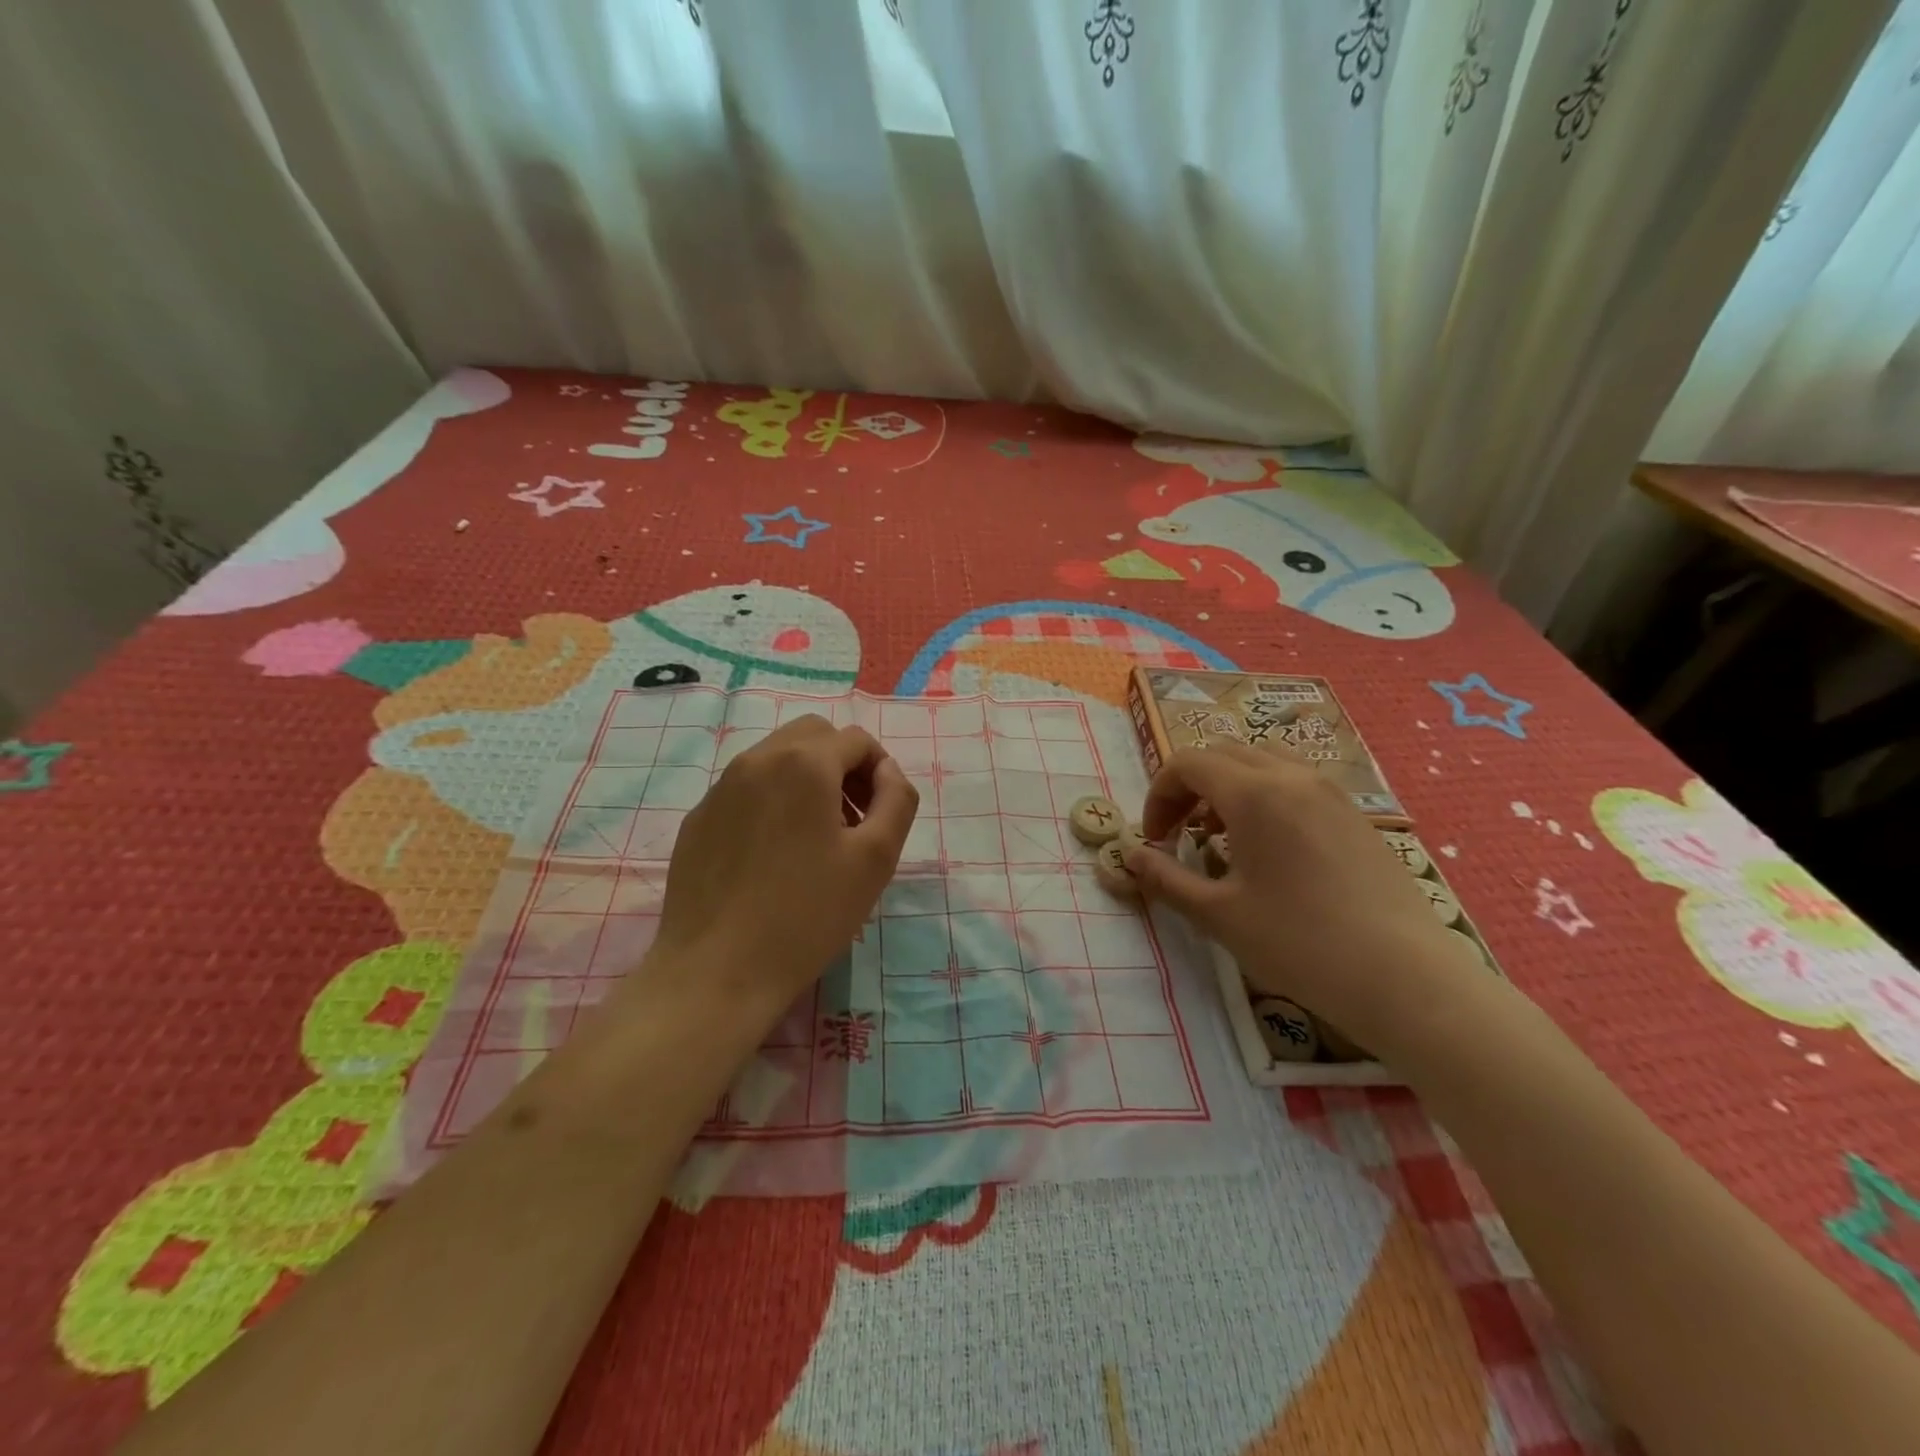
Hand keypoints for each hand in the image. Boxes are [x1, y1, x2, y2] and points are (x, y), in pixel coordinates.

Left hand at [632, 714, 917, 1018]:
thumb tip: (887, 771)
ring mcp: (719, 789)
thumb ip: (897, 799)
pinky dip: (771, 803)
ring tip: (816, 840)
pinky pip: (745, 791)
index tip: (881, 816)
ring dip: (807, 781)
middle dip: (842, 765)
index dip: (880, 771)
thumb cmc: (807, 914)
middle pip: (813, 736)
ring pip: (776, 760)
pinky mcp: (697, 820)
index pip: (856, 740)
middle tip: (853, 819)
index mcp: (803, 763)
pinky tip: (773, 859)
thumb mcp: (876, 858)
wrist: (716, 971)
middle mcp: (756, 761)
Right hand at [1123, 743, 1477, 1048]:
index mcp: (1253, 793)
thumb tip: (1130, 856)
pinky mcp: (1355, 815)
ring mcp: (1330, 792)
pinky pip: (1296, 782)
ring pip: (1263, 760)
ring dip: (1229, 785)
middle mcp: (1292, 777)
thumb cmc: (1299, 943)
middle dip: (1190, 786)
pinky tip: (1269, 848)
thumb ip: (1165, 878)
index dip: (1159, 794)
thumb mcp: (1217, 914)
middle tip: (1180, 833)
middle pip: (1224, 753)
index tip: (1155, 838)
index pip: (1188, 763)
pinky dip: (1265, 795)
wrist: (1404, 977)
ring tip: (1221, 834)